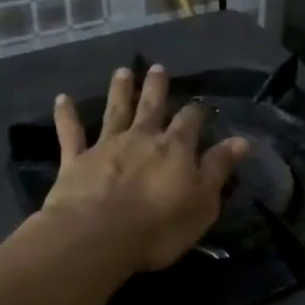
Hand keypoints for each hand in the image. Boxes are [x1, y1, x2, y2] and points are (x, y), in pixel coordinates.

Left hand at [42, 65, 248, 271]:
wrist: (98, 237)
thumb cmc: (160, 226)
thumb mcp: (203, 201)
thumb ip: (219, 168)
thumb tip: (242, 140)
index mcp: (175, 148)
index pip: (190, 121)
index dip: (197, 112)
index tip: (202, 106)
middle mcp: (141, 138)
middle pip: (151, 107)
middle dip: (156, 88)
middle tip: (157, 68)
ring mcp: (106, 146)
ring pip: (115, 112)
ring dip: (119, 91)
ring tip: (121, 72)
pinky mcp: (76, 161)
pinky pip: (70, 134)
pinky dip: (66, 116)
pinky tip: (62, 99)